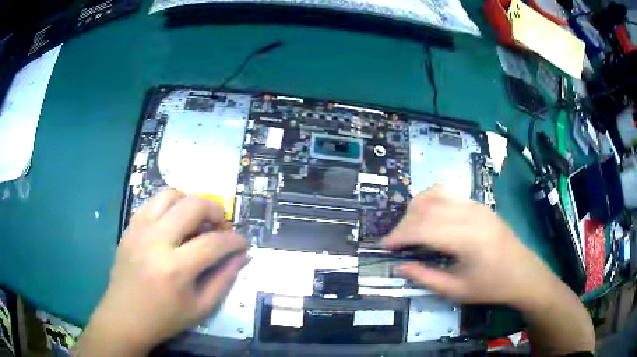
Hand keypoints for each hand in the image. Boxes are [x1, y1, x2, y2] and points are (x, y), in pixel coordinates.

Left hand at [79, 189, 247, 355]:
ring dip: (190, 202)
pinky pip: (153, 202)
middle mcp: (156, 241)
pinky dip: (169, 206)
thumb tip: (242, 256)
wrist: (124, 317)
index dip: (234, 240)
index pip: (214, 243)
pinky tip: (174, 222)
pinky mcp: (130, 227)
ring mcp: (139, 230)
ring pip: (171, 194)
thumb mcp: (201, 307)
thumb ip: (224, 279)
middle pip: (193, 206)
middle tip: (220, 225)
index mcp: (176, 269)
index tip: (242, 243)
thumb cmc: (165, 318)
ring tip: (196, 219)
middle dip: (215, 210)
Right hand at [382, 185, 557, 305]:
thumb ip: (426, 277)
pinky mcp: (479, 204)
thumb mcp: (456, 290)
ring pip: (436, 194)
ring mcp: (476, 205)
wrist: (523, 273)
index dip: (399, 235)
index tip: (384, 246)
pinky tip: (429, 217)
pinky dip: (431, 201)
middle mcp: (470, 214)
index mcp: (466, 238)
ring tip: (410, 228)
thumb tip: (400, 266)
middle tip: (395, 242)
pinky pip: (449, 194)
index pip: (423, 227)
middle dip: (404, 223)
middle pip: (426, 208)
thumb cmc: (491, 286)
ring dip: (416, 209)